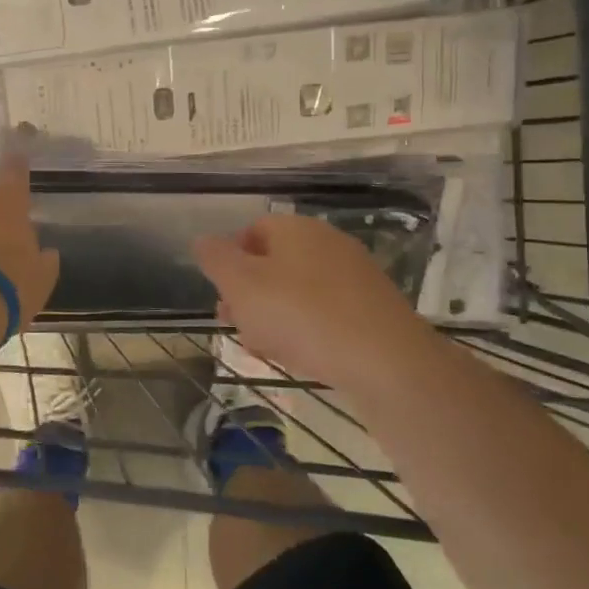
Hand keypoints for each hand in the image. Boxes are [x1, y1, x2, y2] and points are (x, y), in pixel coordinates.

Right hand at [193, 214, 426, 390]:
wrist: (385, 360)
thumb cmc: (301, 315)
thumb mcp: (242, 285)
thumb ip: (216, 259)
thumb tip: (202, 241)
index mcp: (295, 228)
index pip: (252, 231)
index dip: (230, 261)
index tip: (222, 295)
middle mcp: (328, 242)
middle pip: (275, 262)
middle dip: (250, 294)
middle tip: (236, 325)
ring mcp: (355, 275)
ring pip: (299, 290)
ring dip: (275, 315)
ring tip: (265, 347)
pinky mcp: (373, 308)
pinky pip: (327, 312)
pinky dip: (308, 329)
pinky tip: (301, 355)